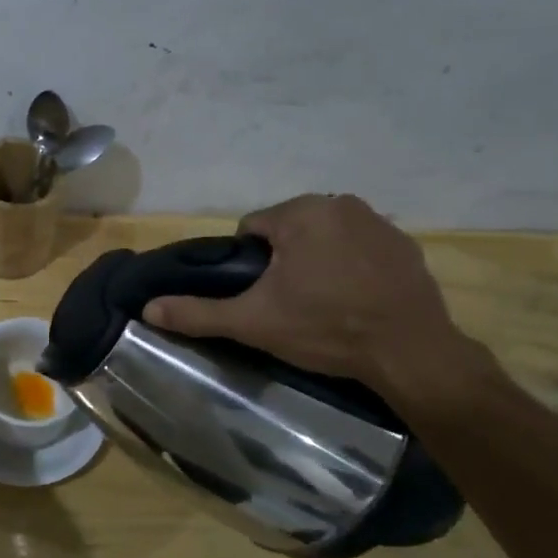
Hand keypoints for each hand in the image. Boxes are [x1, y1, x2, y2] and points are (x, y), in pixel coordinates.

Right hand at [142, 195, 481, 401]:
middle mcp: (341, 203)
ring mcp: (379, 222)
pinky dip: (352, 265)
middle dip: (283, 260)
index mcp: (301, 213)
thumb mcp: (254, 322)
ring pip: (325, 236)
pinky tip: (357, 299)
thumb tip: (148, 308)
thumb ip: (198, 312)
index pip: (253, 228)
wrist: (410, 353)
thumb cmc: (325, 328)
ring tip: (323, 303)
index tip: (261, 295)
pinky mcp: (406, 245)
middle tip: (289, 303)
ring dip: (317, 260)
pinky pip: (360, 247)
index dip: (249, 264)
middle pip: (290, 229)